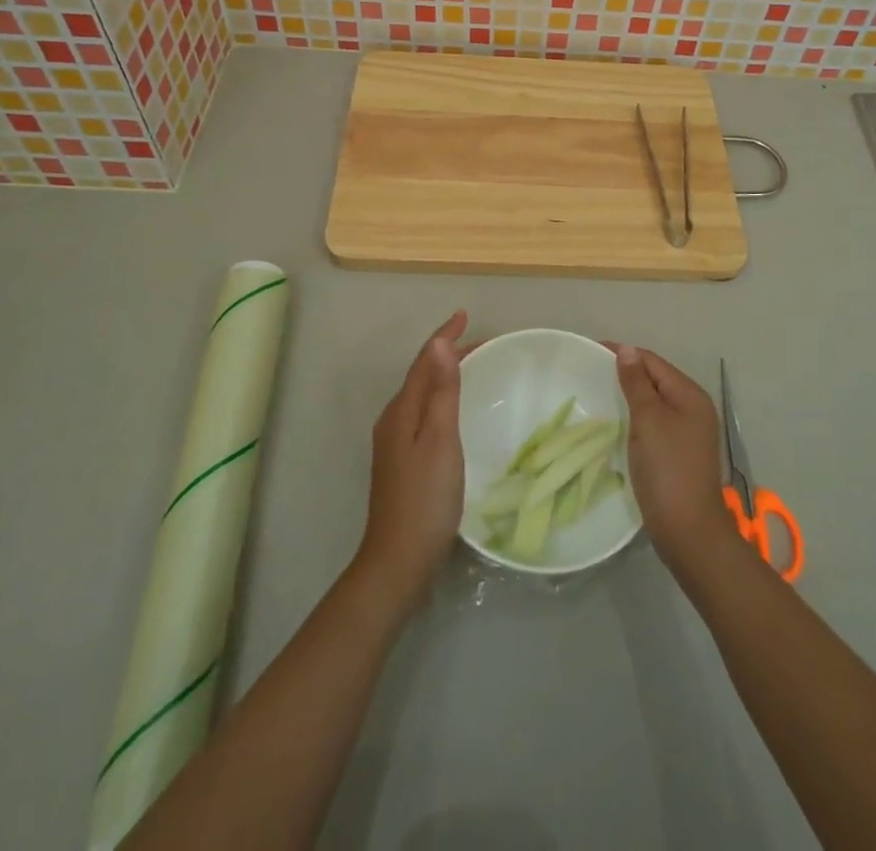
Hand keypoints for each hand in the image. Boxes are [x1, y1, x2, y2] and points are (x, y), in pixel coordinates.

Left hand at [355, 311, 474, 610]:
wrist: (398, 561)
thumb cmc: (426, 498)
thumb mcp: (440, 440)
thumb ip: (441, 392)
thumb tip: (439, 344)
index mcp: (402, 411)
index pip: (424, 361)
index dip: (445, 336)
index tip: (465, 314)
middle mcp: (394, 420)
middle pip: (421, 374)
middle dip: (447, 353)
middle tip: (481, 342)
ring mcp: (394, 442)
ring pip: (421, 395)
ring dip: (444, 375)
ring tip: (472, 367)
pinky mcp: (402, 461)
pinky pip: (422, 413)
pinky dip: (440, 399)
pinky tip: (453, 411)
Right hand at [611, 344, 736, 573]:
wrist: (688, 531)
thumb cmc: (667, 469)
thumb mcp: (648, 420)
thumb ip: (636, 383)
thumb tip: (627, 350)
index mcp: (690, 395)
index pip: (652, 361)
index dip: (624, 353)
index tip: (591, 350)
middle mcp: (694, 408)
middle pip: (655, 379)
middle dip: (626, 373)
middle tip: (590, 372)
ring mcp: (688, 432)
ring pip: (654, 402)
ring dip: (629, 395)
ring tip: (598, 393)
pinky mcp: (679, 453)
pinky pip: (654, 422)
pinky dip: (636, 416)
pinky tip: (617, 422)